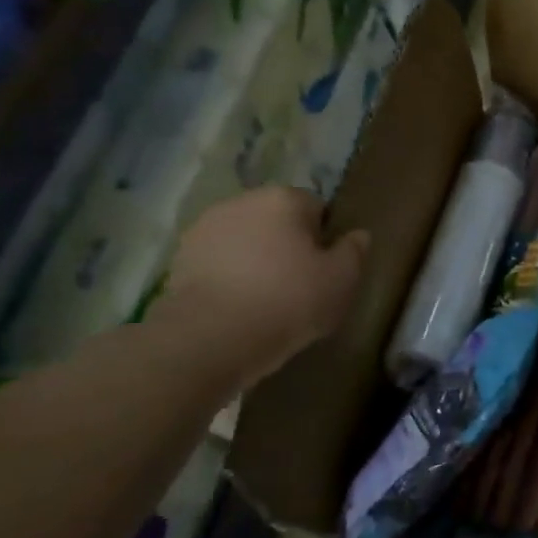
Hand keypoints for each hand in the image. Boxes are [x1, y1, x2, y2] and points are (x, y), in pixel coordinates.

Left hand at [156, 187, 369, 388]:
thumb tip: (358, 235)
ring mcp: (204, 229)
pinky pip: (219, 263)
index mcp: (283, 198)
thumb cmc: (288, 301)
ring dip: (257, 261)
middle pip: (278, 222)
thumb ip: (355, 251)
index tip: (326, 270)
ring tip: (267, 301)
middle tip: (301, 286)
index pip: (317, 209)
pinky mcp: (179, 259)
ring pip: (246, 242)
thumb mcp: (342, 279)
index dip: (325, 240)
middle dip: (288, 246)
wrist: (209, 339)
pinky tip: (238, 308)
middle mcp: (241, 202)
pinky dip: (229, 278)